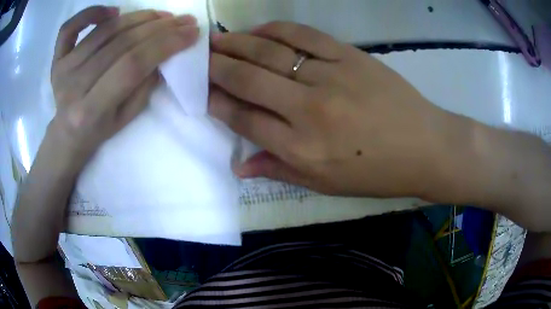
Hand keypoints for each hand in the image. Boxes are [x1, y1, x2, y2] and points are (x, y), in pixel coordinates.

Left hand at [49, 6, 198, 163]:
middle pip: (121, 43)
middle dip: (158, 27)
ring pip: (104, 30)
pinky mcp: (56, 59)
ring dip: (138, 17)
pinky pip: (70, 28)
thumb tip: (163, 53)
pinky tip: (113, 11)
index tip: (191, 32)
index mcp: (90, 110)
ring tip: (160, 15)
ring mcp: (62, 69)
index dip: (165, 45)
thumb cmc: (98, 130)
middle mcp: (74, 85)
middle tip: (183, 20)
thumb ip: (143, 87)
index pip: (132, 65)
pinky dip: (91, 12)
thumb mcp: (125, 119)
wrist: (67, 133)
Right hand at [209, 22, 460, 196]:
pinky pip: (303, 35)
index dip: (217, 103)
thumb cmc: (378, 173)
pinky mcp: (349, 56)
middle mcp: (308, 110)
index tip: (201, 92)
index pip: (243, 119)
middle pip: (247, 80)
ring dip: (237, 44)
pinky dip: (275, 30)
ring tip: (216, 40)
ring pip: (269, 53)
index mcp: (301, 149)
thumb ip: (279, 170)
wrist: (425, 148)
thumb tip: (239, 165)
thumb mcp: (326, 185)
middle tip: (198, 58)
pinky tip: (257, 30)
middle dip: (216, 67)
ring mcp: (329, 77)